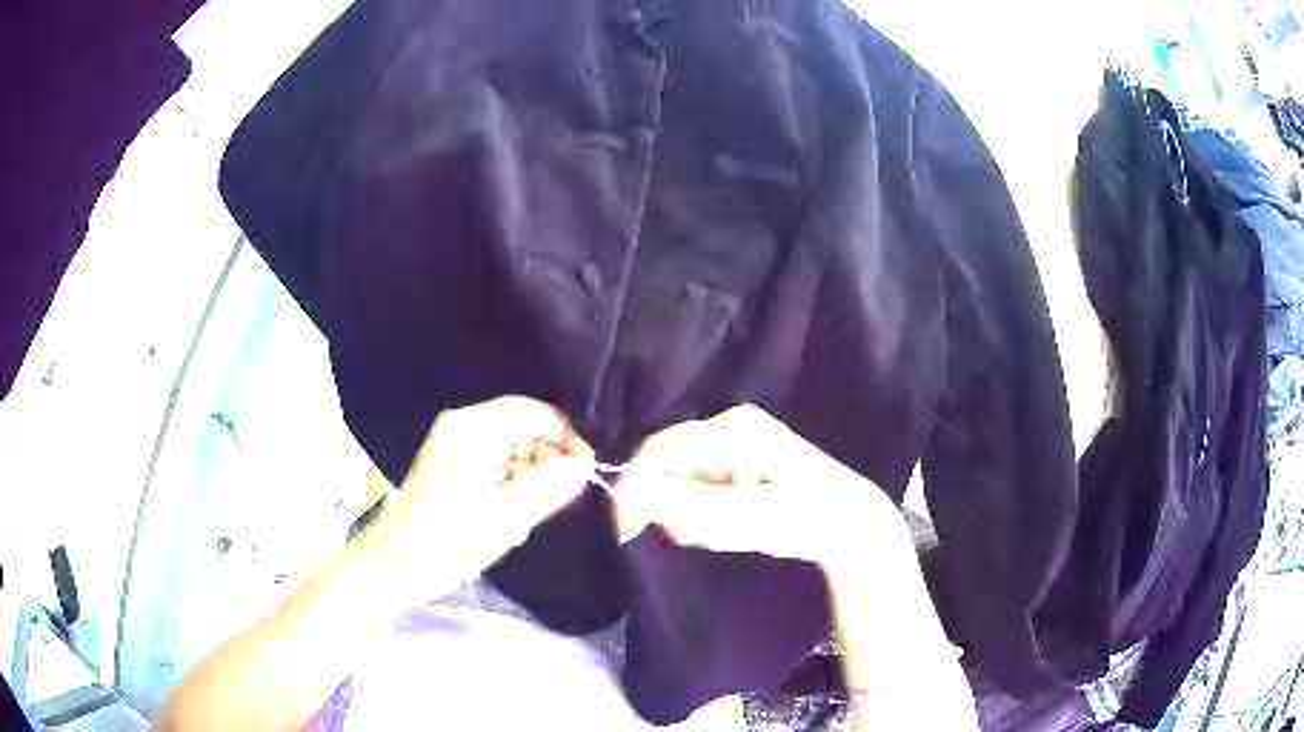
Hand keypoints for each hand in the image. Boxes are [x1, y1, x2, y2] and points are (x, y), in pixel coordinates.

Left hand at [375, 396, 595, 588]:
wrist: (394, 569)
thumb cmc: (443, 542)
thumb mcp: (503, 517)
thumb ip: (549, 488)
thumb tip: (586, 466)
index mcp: (469, 428)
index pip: (532, 412)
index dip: (566, 435)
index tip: (587, 471)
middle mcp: (464, 429)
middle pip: (525, 430)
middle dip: (547, 463)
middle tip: (554, 502)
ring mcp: (459, 450)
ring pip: (517, 453)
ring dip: (531, 483)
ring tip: (523, 520)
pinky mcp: (458, 470)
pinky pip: (501, 469)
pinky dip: (514, 493)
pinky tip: (508, 522)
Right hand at [614, 404, 909, 568]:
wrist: (852, 526)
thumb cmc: (807, 519)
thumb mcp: (746, 517)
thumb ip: (687, 503)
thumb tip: (632, 489)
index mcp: (733, 430)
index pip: (659, 450)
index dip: (635, 488)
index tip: (627, 530)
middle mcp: (730, 425)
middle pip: (672, 467)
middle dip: (678, 508)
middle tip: (708, 537)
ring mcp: (738, 442)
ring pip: (687, 483)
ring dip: (699, 517)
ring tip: (736, 533)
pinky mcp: (742, 461)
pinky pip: (705, 489)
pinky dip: (712, 516)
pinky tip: (741, 527)